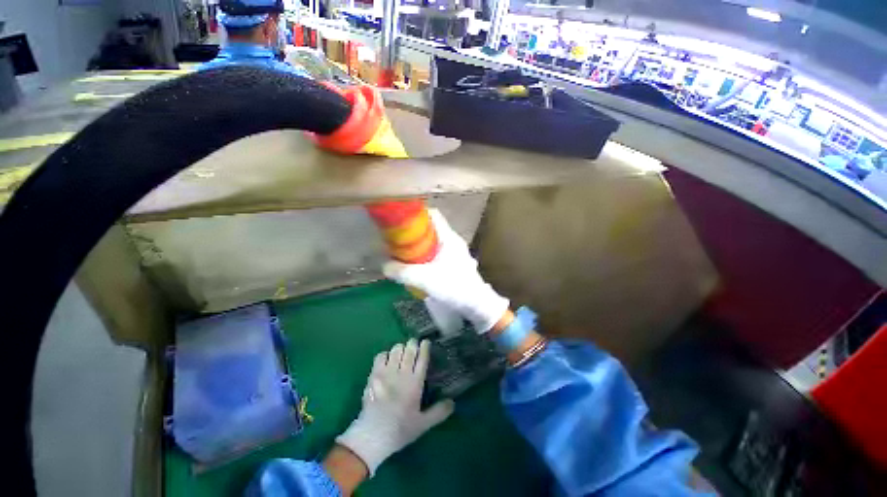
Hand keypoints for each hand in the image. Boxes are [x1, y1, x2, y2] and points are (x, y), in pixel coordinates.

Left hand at [336, 340, 453, 475]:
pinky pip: (381, 356)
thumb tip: (453, 402)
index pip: (422, 359)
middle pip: (409, 350)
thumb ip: (438, 412)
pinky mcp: (374, 375)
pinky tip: (387, 359)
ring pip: (396, 350)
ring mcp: (386, 373)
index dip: (425, 348)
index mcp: (415, 384)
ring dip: (400, 348)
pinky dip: (385, 354)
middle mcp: (402, 374)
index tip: (426, 342)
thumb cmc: (399, 430)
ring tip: (402, 351)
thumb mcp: (423, 424)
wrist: (372, 436)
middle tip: (414, 343)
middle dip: (413, 344)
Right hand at [383, 209, 509, 332]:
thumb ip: (402, 272)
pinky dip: (426, 256)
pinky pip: (437, 253)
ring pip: (434, 242)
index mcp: (449, 237)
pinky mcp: (455, 263)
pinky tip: (418, 267)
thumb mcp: (425, 279)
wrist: (476, 305)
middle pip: (431, 229)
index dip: (416, 214)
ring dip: (419, 246)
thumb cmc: (454, 286)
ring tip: (404, 254)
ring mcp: (456, 253)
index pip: (433, 215)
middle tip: (398, 240)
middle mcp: (453, 241)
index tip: (400, 221)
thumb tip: (384, 266)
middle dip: (414, 233)